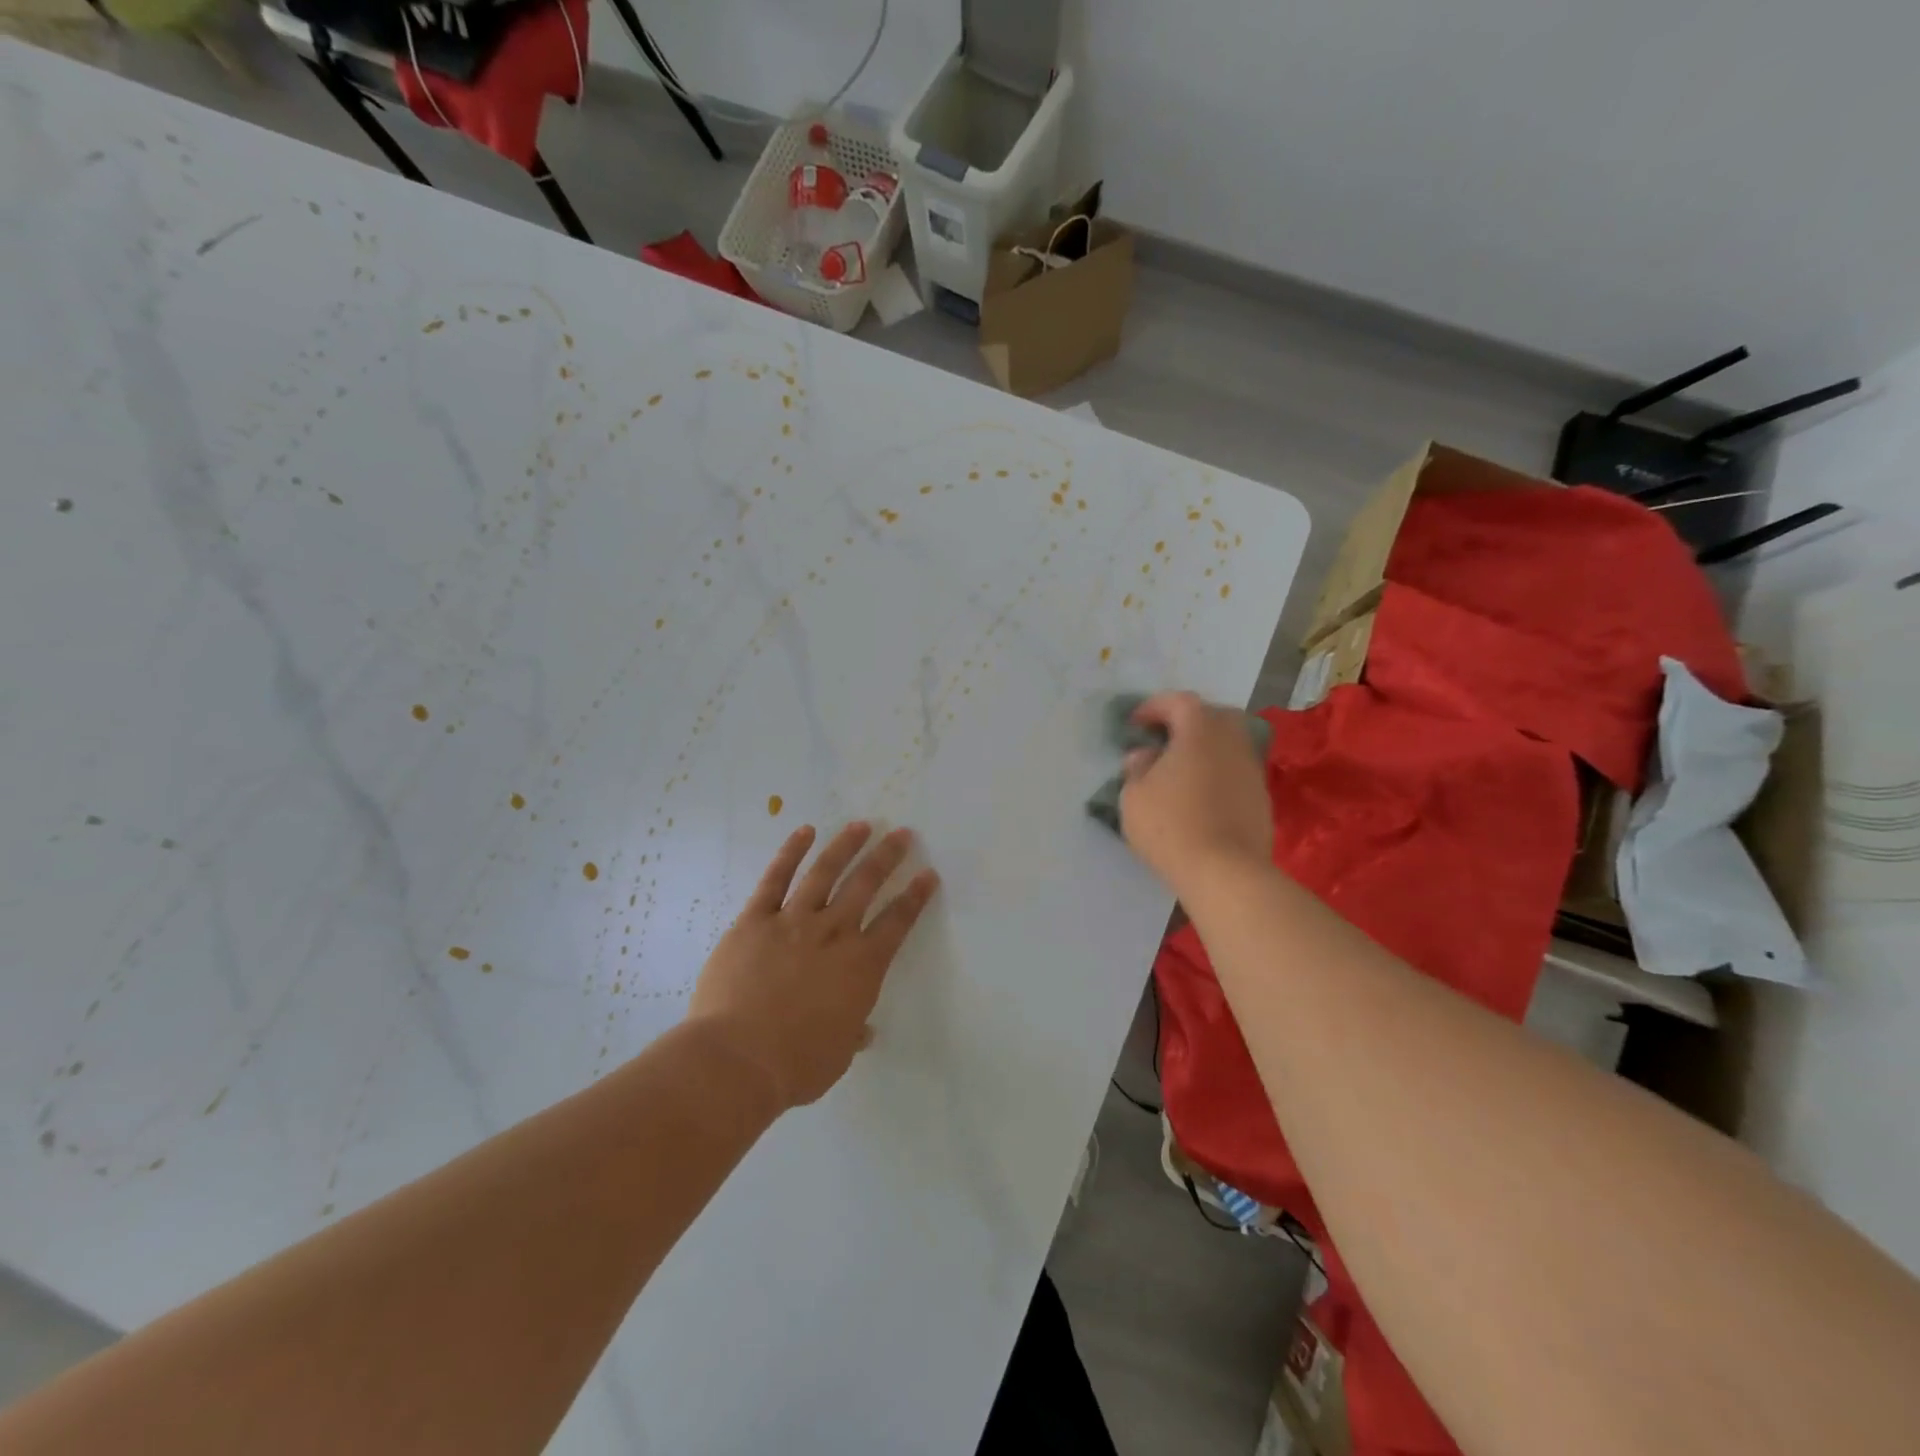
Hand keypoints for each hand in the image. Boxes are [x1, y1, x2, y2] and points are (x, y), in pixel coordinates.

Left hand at [687, 823, 939, 1110]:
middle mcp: (833, 934)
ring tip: (861, 825)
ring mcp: (792, 922)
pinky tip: (804, 832)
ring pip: (824, 873)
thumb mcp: (837, 1054)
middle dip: (887, 857)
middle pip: (865, 886)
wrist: (737, 1060)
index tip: (929, 874)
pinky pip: (775, 879)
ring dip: (845, 846)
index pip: (896, 923)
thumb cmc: (795, 1065)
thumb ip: (852, 1033)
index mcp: (860, 967)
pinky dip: (791, 853)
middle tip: (902, 834)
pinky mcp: (755, 920)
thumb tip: (863, 1031)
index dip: (915, 897)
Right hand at [1119, 692, 1271, 894]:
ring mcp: (1251, 769)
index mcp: (1199, 730)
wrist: (1225, 872)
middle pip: (1213, 716)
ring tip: (1180, 769)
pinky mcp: (1261, 797)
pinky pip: (1235, 771)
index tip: (1134, 723)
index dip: (1153, 707)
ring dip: (1204, 749)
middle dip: (1188, 721)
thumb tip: (1145, 755)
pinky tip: (1199, 794)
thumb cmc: (1171, 826)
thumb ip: (1137, 768)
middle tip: (1164, 739)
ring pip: (1228, 744)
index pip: (1178, 702)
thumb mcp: (1134, 796)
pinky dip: (1217, 772)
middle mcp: (1231, 740)